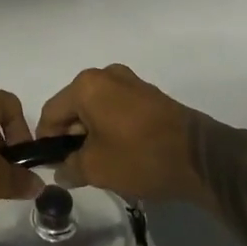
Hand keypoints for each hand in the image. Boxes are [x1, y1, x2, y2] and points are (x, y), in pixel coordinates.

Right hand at [34, 63, 200, 202]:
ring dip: (93, 134)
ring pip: (97, 108)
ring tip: (103, 165)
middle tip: (79, 169)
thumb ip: (70, 167)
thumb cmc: (140, 156)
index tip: (53, 167)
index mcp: (86, 85)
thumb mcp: (97, 168)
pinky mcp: (149, 94)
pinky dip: (112, 128)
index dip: (46, 141)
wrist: (200, 157)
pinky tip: (123, 153)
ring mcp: (130, 81)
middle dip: (72, 138)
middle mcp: (106, 74)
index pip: (52, 113)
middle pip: (74, 107)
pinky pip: (118, 109)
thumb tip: (61, 171)